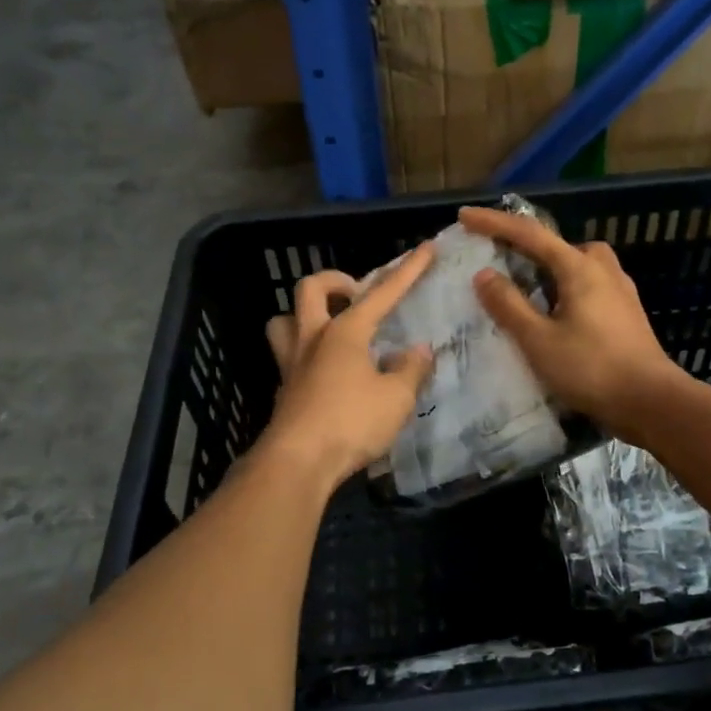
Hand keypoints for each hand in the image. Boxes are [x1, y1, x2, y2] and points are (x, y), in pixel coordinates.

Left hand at [259, 244, 436, 491]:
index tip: (426, 247)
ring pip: (284, 321)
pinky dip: (307, 355)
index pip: (382, 293)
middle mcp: (313, 338)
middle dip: (335, 281)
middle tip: (357, 296)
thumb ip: (411, 370)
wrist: (298, 463)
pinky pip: (288, 357)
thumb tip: (419, 350)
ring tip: (330, 329)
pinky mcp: (284, 391)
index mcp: (345, 332)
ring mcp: (292, 364)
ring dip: (305, 316)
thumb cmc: (351, 422)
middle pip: (311, 289)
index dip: (408, 270)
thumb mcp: (396, 398)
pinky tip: (328, 375)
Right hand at [458, 205, 681, 439]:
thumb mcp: (539, 340)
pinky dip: (567, 288)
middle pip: (560, 245)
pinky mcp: (627, 313)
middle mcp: (603, 270)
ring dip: (551, 268)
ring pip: (579, 265)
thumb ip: (509, 305)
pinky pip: (590, 285)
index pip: (530, 234)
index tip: (465, 216)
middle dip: (529, 245)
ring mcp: (620, 291)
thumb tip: (484, 274)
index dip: (494, 223)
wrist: (651, 402)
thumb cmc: (591, 369)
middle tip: (501, 258)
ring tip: (528, 290)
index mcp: (579, 268)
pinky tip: (558, 314)